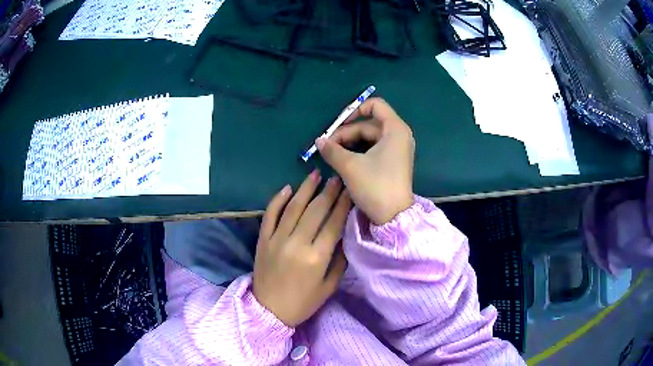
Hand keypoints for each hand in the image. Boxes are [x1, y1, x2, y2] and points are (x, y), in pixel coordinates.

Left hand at [253, 170, 350, 327]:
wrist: (269, 310)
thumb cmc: (303, 302)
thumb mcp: (329, 287)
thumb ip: (339, 260)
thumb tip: (345, 235)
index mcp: (316, 257)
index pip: (333, 223)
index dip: (343, 203)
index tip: (350, 188)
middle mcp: (296, 244)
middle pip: (315, 210)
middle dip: (328, 191)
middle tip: (336, 177)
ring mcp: (276, 239)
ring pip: (293, 207)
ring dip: (305, 189)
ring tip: (315, 174)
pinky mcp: (263, 239)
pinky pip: (270, 215)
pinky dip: (278, 200)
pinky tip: (287, 188)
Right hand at [316, 97, 414, 224]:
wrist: (394, 216)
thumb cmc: (375, 186)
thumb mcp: (350, 166)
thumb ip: (332, 150)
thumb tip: (319, 141)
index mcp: (395, 129)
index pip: (375, 105)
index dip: (354, 110)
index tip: (337, 125)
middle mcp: (399, 135)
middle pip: (369, 123)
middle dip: (346, 132)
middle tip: (327, 146)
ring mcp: (397, 149)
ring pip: (370, 137)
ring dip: (350, 143)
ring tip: (332, 153)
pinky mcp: (394, 161)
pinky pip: (374, 148)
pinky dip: (359, 151)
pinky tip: (344, 159)